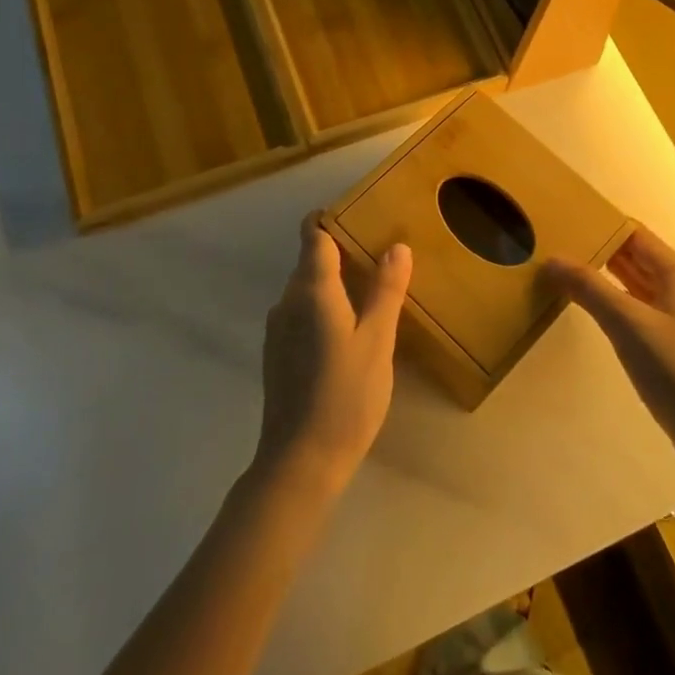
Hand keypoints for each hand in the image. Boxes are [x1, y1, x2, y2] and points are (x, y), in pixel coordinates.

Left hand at [254, 213, 412, 496]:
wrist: (300, 461)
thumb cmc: (346, 395)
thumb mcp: (377, 341)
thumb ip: (385, 291)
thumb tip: (397, 246)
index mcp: (311, 290)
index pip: (313, 235)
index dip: (331, 218)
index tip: (359, 213)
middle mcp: (287, 301)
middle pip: (310, 260)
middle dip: (341, 250)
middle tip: (382, 253)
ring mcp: (278, 329)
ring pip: (306, 289)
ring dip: (334, 282)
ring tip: (372, 289)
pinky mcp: (278, 354)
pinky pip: (302, 313)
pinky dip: (324, 307)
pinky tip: (349, 329)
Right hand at [544, 227, 674, 473]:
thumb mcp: (626, 324)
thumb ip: (589, 289)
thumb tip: (552, 259)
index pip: (638, 237)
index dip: (606, 227)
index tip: (570, 222)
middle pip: (642, 260)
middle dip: (605, 253)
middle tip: (564, 247)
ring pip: (645, 287)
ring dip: (613, 280)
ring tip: (574, 274)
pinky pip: (649, 312)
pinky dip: (624, 305)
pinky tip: (601, 313)